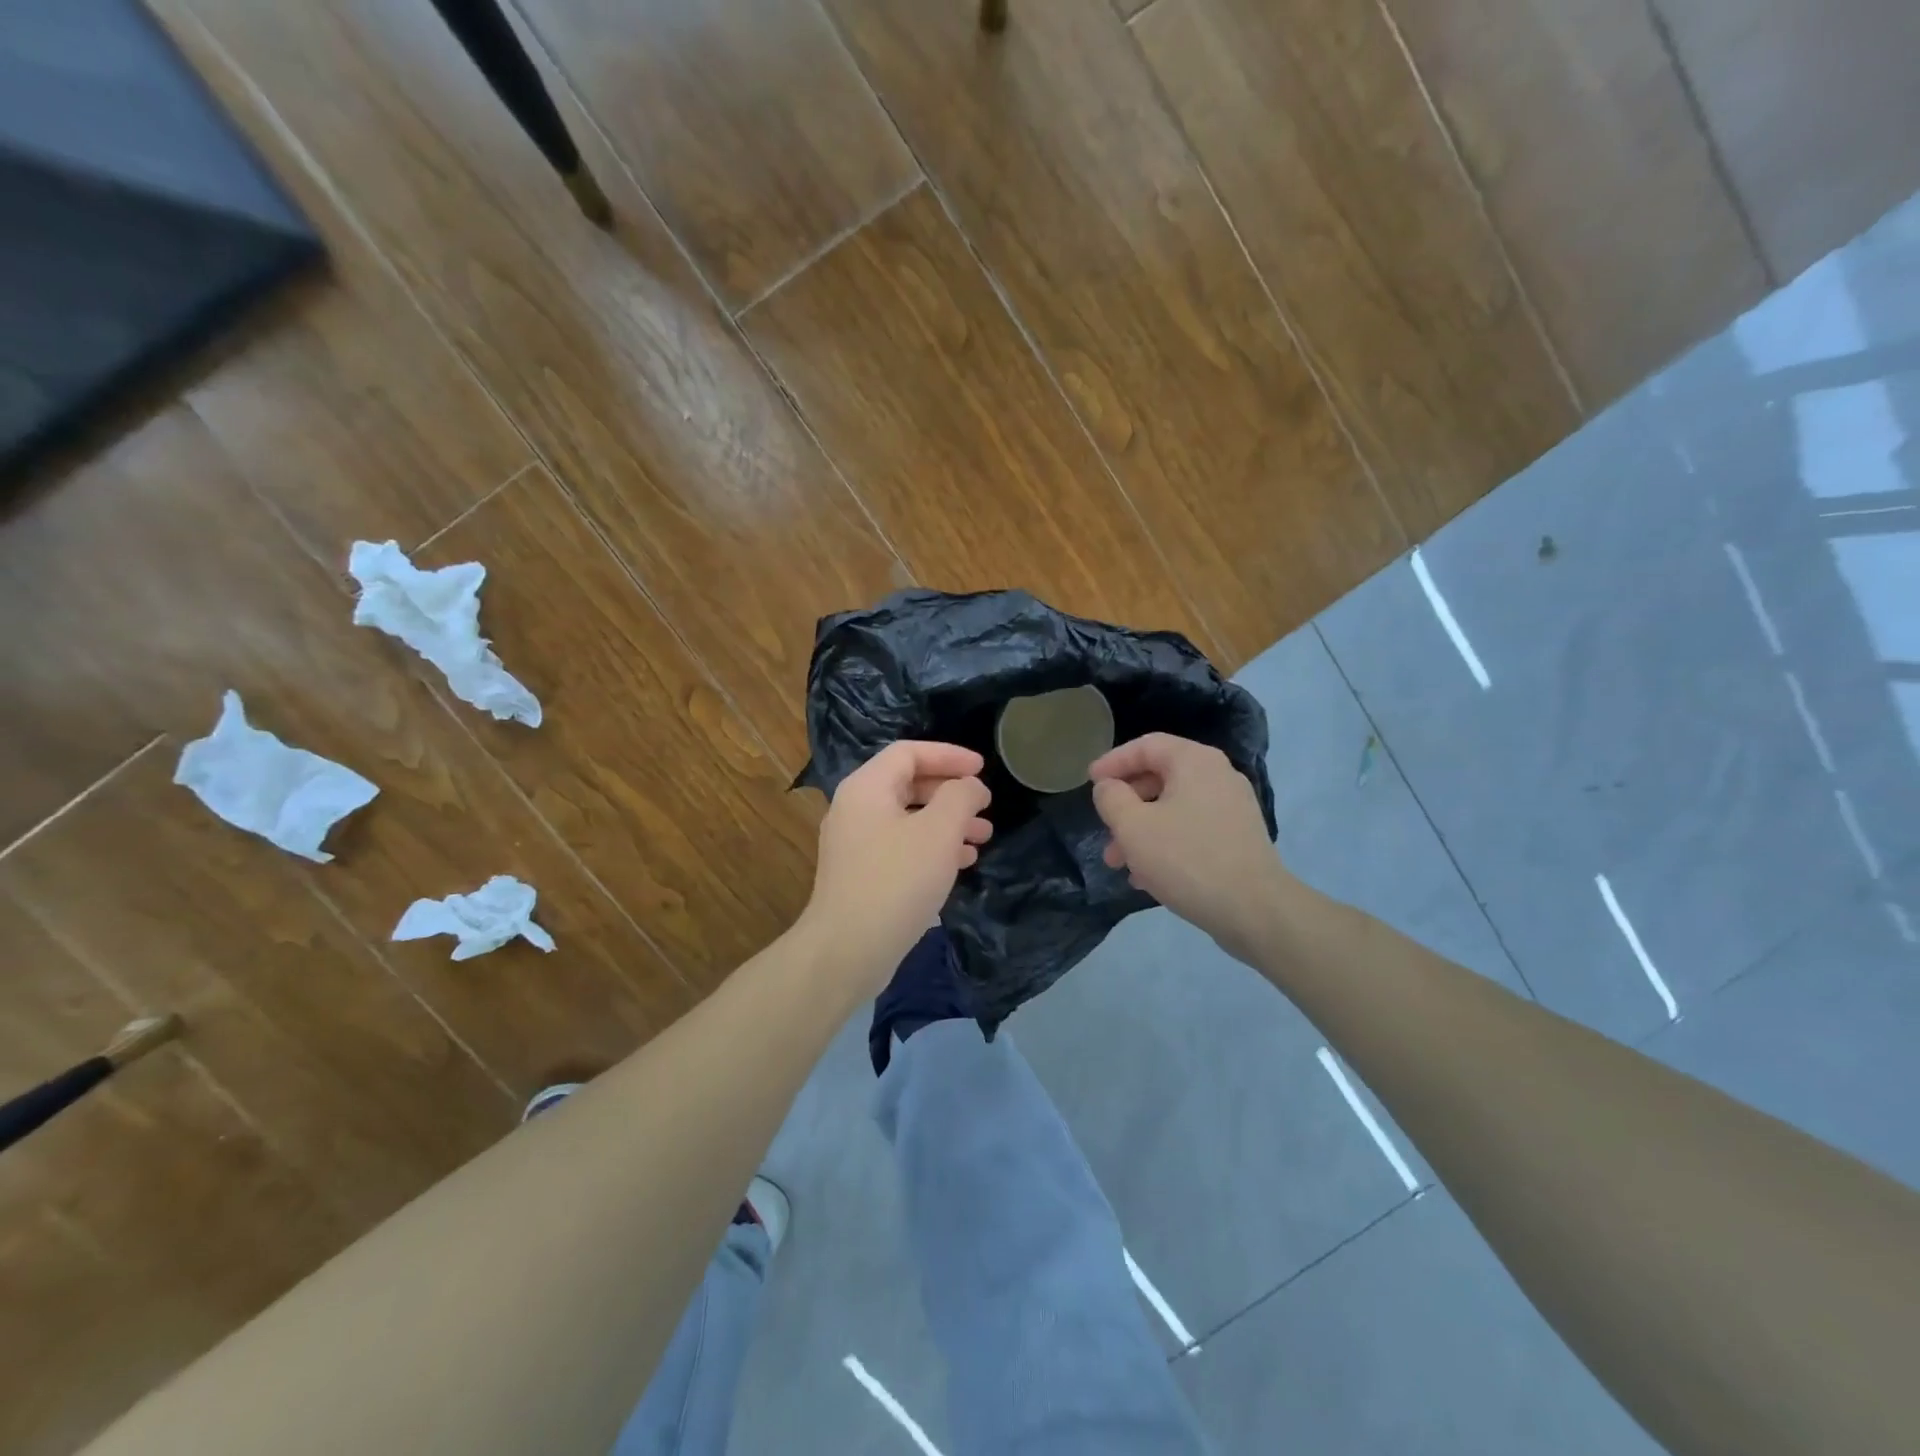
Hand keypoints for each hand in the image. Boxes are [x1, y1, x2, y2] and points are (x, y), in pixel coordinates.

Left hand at [801, 741, 992, 993]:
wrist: (847, 951)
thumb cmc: (896, 881)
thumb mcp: (938, 832)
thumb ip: (960, 797)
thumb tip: (969, 786)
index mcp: (866, 788)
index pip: (909, 752)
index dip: (948, 755)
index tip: (982, 768)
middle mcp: (855, 809)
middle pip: (908, 784)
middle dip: (951, 793)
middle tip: (985, 806)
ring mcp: (855, 844)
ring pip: (908, 819)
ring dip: (947, 823)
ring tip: (983, 838)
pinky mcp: (861, 875)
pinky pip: (902, 847)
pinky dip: (932, 847)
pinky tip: (960, 863)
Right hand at [1090, 733, 1288, 962]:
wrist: (1255, 910)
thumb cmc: (1187, 859)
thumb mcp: (1133, 827)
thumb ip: (1111, 799)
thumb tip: (1109, 787)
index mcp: (1194, 762)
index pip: (1146, 746)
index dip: (1113, 761)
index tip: (1089, 782)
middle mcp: (1217, 775)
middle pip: (1159, 777)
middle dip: (1125, 805)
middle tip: (1103, 831)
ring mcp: (1232, 807)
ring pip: (1173, 808)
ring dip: (1141, 830)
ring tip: (1119, 863)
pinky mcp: (1238, 837)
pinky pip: (1191, 829)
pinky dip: (1165, 843)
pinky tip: (1147, 876)